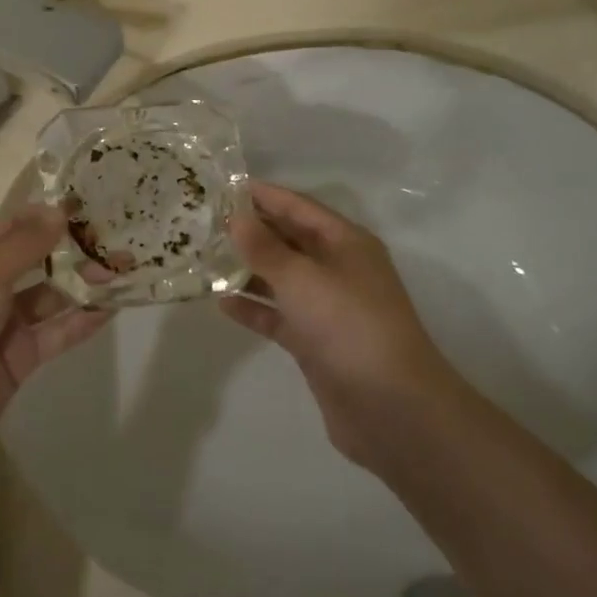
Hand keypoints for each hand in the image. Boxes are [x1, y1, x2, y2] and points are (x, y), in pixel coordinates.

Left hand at [0, 207, 110, 478]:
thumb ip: (24, 245)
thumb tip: (60, 211)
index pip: (15, 228)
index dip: (50, 217)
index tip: (93, 207)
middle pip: (36, 262)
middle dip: (73, 252)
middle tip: (119, 243)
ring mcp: (2, 327)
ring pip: (49, 298)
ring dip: (81, 286)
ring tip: (122, 273)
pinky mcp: (17, 362)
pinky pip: (54, 334)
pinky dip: (80, 322)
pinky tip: (110, 310)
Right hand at [223, 183, 456, 467]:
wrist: (392, 409)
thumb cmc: (349, 325)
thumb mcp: (302, 278)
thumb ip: (265, 248)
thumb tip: (236, 217)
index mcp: (345, 243)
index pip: (298, 207)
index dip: (263, 195)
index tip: (223, 186)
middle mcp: (338, 269)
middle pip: (289, 240)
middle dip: (251, 231)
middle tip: (205, 222)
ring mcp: (327, 307)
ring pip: (281, 278)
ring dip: (247, 270)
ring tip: (204, 259)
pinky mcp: (315, 342)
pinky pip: (278, 316)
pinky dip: (254, 308)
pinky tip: (221, 302)